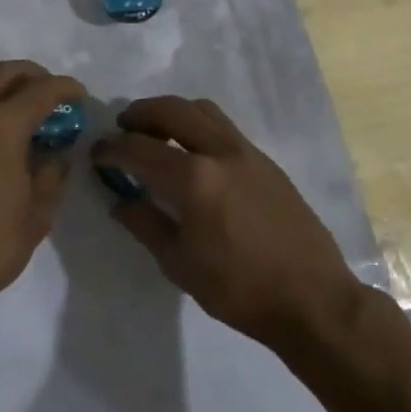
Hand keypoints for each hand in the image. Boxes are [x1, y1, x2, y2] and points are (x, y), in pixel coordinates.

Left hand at [0, 60, 84, 319]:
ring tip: (14, 105)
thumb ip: (50, 177)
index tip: (78, 94)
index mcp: (2, 125)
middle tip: (48, 91)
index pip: (41, 90)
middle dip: (31, 74)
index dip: (65, 87)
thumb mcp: (36, 215)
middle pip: (3, 72)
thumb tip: (55, 156)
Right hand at [92, 96, 363, 351]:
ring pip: (201, 110)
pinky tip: (193, 155)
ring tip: (156, 133)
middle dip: (139, 114)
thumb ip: (145, 224)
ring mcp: (247, 152)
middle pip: (171, 110)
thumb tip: (120, 200)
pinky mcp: (266, 162)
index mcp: (193, 178)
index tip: (96, 153)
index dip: (111, 148)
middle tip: (122, 128)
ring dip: (171, 113)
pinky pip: (223, 127)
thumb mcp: (179, 264)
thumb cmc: (239, 290)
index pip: (138, 148)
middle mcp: (219, 152)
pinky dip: (198, 127)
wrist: (314, 301)